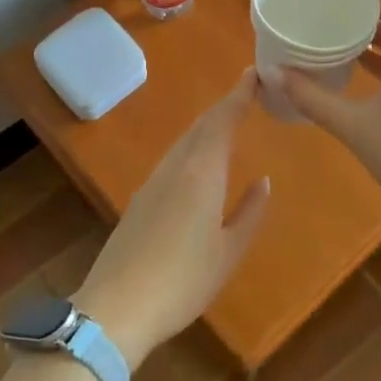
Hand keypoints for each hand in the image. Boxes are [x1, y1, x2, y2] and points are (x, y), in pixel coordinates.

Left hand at [75, 70, 270, 369]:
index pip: (223, 121)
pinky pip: (173, 159)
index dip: (239, 95)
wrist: (117, 307)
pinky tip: (199, 162)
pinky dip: (192, 147)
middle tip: (247, 92)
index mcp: (202, 173)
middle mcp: (175, 167)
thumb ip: (249, 213)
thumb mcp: (228, 251)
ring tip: (228, 121)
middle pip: (201, 126)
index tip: (254, 73)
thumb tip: (263, 182)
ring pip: (184, 142)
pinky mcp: (140, 200)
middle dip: (225, 106)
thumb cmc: (183, 280)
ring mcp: (153, 182)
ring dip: (207, 126)